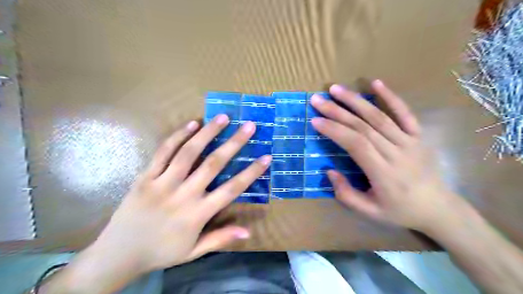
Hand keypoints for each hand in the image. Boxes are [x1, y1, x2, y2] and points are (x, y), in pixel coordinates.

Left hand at [89, 115, 269, 272]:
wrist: (118, 254)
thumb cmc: (161, 251)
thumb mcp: (193, 251)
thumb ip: (221, 239)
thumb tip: (248, 232)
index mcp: (197, 214)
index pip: (231, 189)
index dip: (251, 172)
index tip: (266, 157)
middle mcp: (183, 195)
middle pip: (213, 164)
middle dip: (234, 143)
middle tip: (249, 126)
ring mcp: (162, 183)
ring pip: (188, 152)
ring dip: (208, 132)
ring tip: (223, 117)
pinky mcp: (145, 176)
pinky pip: (163, 152)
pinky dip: (178, 136)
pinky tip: (192, 123)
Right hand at [309, 81, 460, 231]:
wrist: (438, 209)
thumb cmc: (400, 211)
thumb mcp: (369, 212)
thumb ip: (346, 194)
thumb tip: (329, 170)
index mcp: (383, 173)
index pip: (356, 144)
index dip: (335, 130)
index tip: (315, 120)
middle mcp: (396, 153)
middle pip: (363, 126)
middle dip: (337, 111)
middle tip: (318, 100)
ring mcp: (410, 142)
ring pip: (379, 116)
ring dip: (356, 100)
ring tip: (336, 89)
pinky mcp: (418, 136)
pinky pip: (405, 113)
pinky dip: (390, 97)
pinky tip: (376, 82)